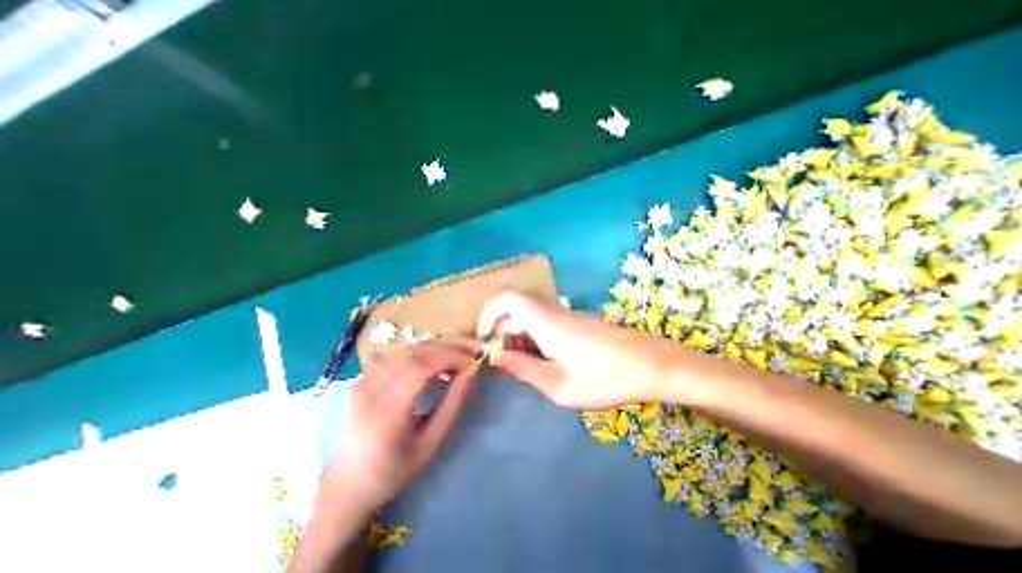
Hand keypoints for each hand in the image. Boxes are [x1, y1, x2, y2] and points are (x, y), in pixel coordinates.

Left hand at [321, 342, 476, 517]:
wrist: (345, 486)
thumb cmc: (392, 471)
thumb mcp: (429, 443)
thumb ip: (452, 404)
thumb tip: (471, 372)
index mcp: (385, 411)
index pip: (420, 366)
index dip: (450, 357)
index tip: (473, 361)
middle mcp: (370, 389)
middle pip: (415, 351)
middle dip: (449, 345)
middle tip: (474, 347)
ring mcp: (363, 380)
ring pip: (408, 348)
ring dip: (438, 346)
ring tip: (460, 353)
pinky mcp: (362, 378)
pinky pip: (398, 355)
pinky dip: (423, 353)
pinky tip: (437, 361)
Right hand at [476, 294, 685, 408]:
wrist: (651, 364)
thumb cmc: (604, 377)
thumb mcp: (557, 383)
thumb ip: (522, 368)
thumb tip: (495, 358)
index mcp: (544, 320)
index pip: (507, 298)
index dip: (489, 314)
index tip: (485, 340)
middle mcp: (552, 312)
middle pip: (515, 312)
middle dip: (503, 336)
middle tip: (507, 367)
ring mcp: (566, 316)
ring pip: (530, 320)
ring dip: (520, 341)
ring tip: (527, 370)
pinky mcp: (576, 323)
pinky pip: (545, 325)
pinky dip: (536, 341)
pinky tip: (547, 364)